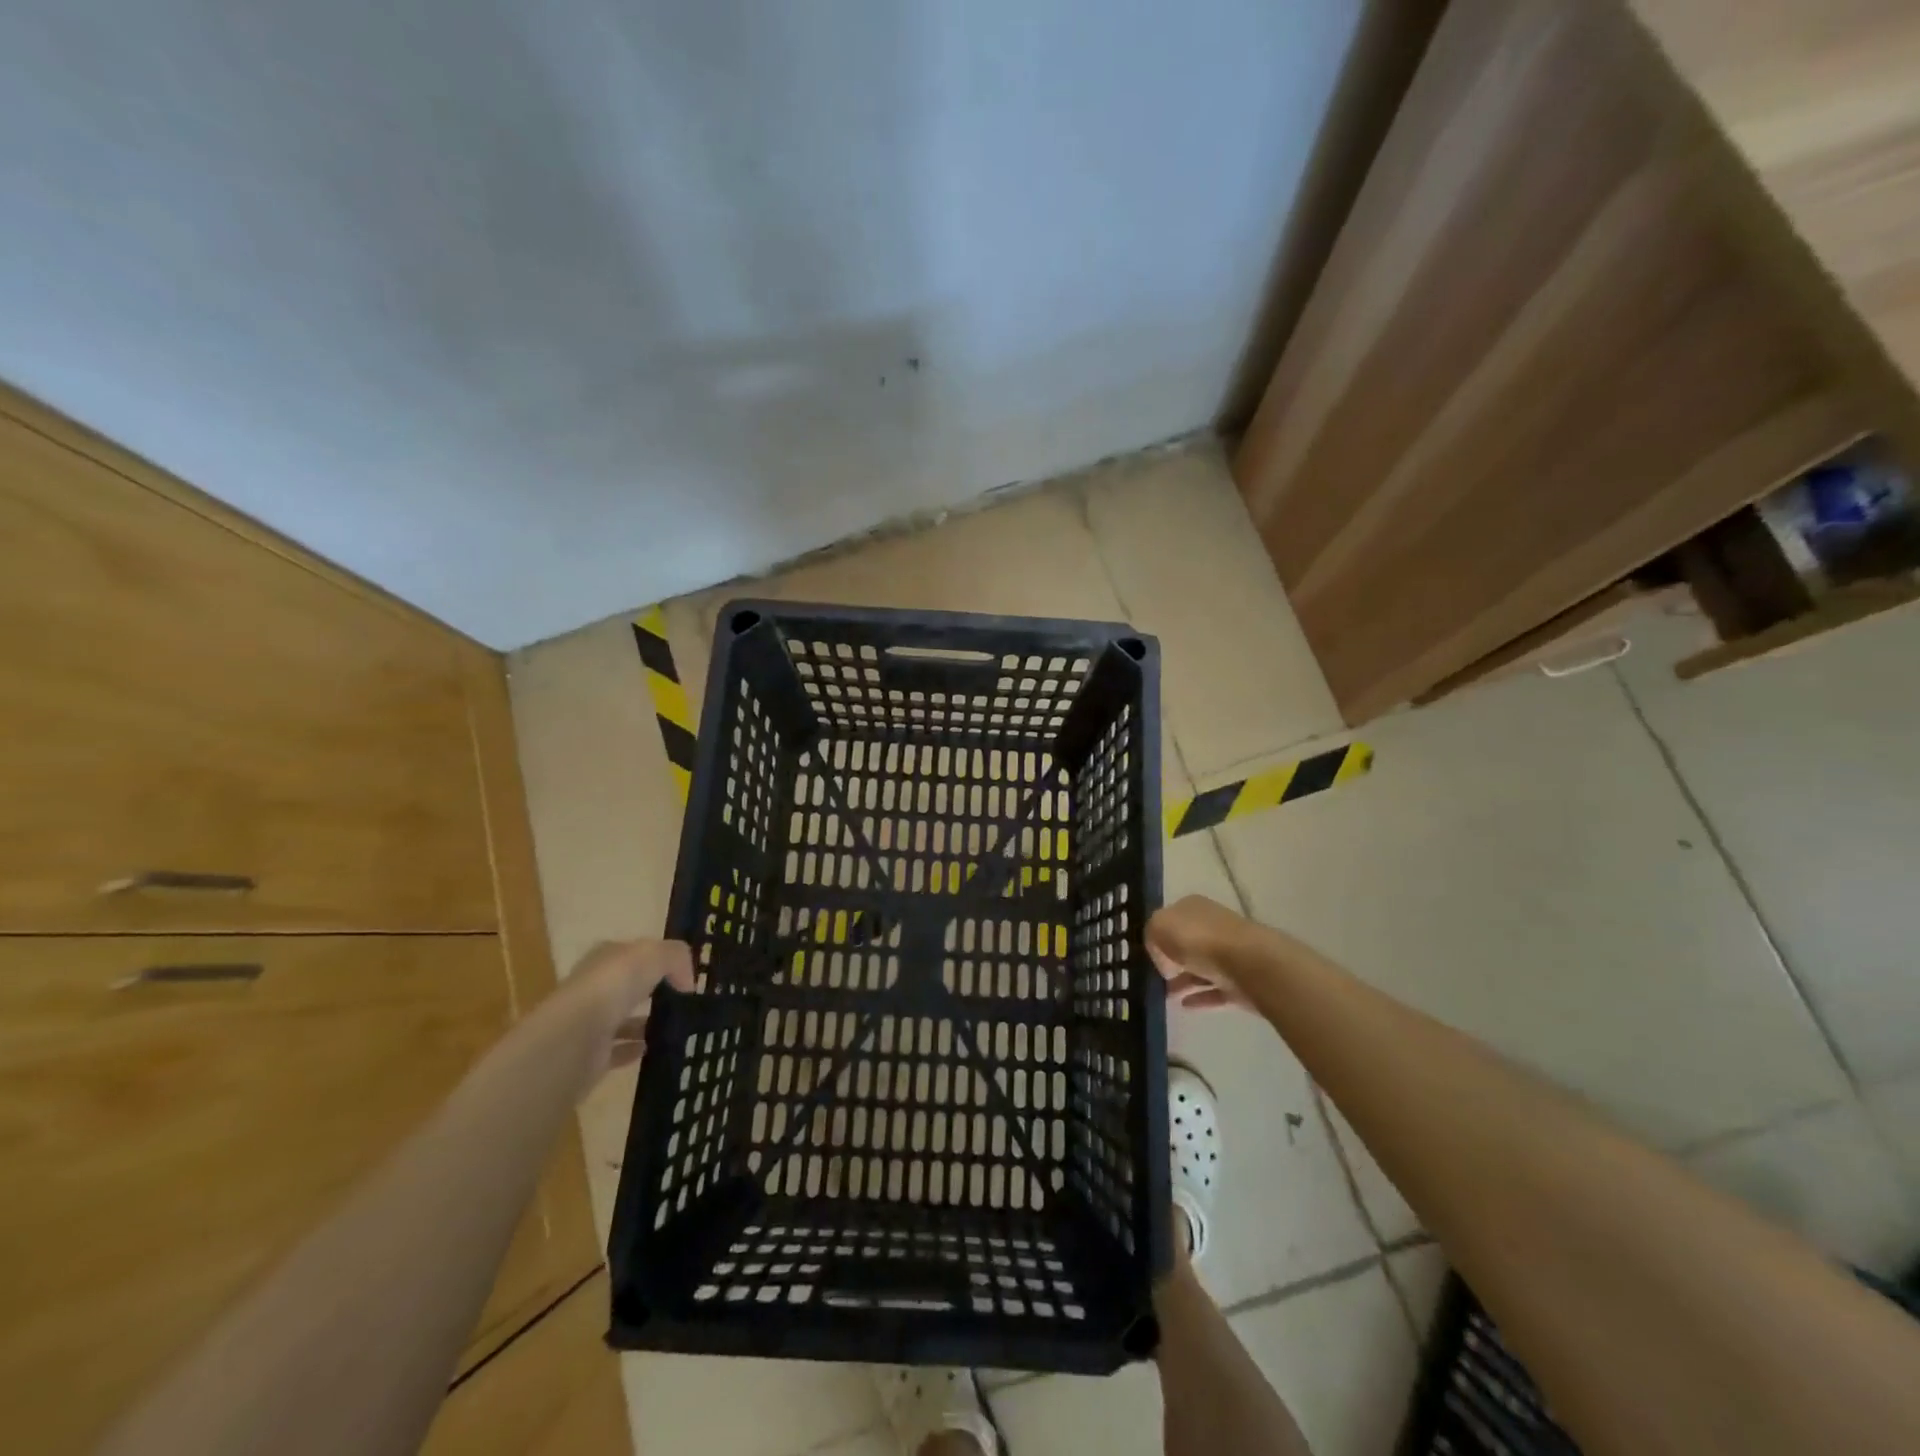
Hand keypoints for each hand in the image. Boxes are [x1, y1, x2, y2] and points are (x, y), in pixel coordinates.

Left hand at [559, 939, 695, 1087]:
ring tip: (677, 1027)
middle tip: (684, 1000)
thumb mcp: (653, 955)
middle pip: (627, 987)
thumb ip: (676, 958)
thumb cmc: (612, 987)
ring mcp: (590, 1023)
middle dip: (652, 991)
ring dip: (645, 1023)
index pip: (633, 954)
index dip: (659, 960)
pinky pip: (618, 1051)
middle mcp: (594, 988)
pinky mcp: (591, 1056)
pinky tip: (656, 1049)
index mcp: (605, 959)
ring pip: (623, 1019)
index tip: (685, 974)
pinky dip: (635, 1050)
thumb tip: (688, 983)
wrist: (574, 1039)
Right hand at [1146, 895, 1257, 1009]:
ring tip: (1166, 996)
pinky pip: (1215, 990)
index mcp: (1193, 907)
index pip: (1170, 919)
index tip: (1147, 955)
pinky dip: (1200, 997)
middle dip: (1171, 959)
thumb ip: (1152, 937)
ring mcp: (1229, 954)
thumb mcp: (1159, 928)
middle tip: (1155, 977)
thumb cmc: (1199, 939)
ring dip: (1183, 981)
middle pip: (1186, 943)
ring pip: (1200, 967)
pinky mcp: (1240, 982)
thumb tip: (1164, 960)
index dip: (1157, 936)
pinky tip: (1184, 1006)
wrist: (1248, 964)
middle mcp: (1212, 926)